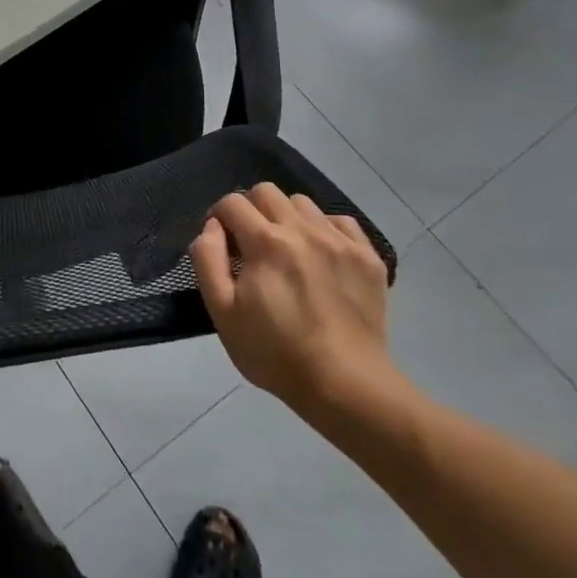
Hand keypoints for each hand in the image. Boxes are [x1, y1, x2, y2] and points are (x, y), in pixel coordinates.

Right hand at [189, 185, 403, 425]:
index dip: (218, 216)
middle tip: (250, 243)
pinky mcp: (368, 257)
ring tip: (287, 249)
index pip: (232, 202)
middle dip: (250, 210)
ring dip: (286, 217)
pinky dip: (324, 229)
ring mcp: (339, 241)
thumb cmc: (275, 353)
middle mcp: (303, 230)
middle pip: (267, 191)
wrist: (347, 386)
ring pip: (303, 203)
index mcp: (266, 242)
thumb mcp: (223, 313)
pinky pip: (340, 221)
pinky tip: (320, 256)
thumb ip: (208, 260)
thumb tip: (211, 227)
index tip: (221, 242)